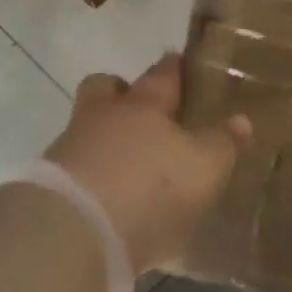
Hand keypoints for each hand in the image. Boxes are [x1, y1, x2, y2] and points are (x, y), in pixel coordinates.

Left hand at [45, 55, 249, 274]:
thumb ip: (221, 144)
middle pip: (106, 87)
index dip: (172, 67)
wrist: (74, 231)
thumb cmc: (150, 188)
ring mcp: (71, 146)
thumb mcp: (202, 168)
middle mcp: (103, 115)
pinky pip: (74, 164)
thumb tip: (241, 119)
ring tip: (123, 158)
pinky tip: (103, 193)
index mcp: (144, 104)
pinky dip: (88, 171)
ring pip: (86, 123)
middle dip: (121, 89)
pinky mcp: (50, 182)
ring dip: (102, 134)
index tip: (177, 60)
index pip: (162, 75)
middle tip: (138, 103)